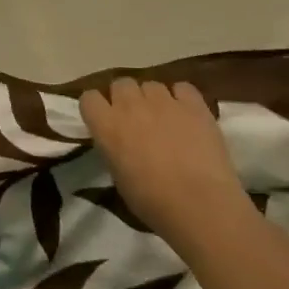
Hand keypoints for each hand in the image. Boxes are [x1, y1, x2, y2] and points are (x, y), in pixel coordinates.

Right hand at [80, 78, 250, 239]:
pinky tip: (186, 114)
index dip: (97, 107)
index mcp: (105, 125)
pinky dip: (182, 97)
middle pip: (121, 84)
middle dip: (125, 97)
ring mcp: (163, 102)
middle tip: (135, 118)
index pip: (89, 97)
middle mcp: (129, 105)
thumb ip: (113, 147)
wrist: (199, 205)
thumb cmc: (150, 200)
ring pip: (151, 84)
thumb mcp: (116, 174)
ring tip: (164, 117)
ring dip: (153, 98)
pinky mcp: (194, 106)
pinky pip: (183, 88)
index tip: (104, 120)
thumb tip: (120, 142)